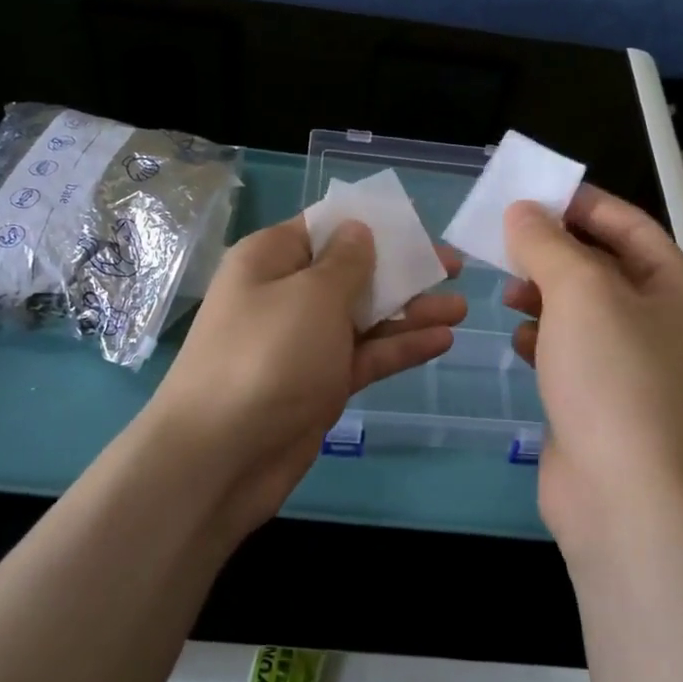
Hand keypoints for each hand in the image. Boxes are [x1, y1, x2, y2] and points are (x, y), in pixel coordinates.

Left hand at [151, 216, 465, 534]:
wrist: (221, 457)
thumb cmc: (268, 356)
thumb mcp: (312, 296)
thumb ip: (346, 262)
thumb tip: (358, 229)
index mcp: (271, 260)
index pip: (324, 228)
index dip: (370, 224)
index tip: (416, 226)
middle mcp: (285, 296)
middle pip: (351, 273)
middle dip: (401, 270)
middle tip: (454, 268)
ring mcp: (303, 344)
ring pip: (364, 318)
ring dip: (410, 312)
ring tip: (460, 307)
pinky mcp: (319, 385)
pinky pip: (364, 356)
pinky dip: (399, 348)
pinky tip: (442, 340)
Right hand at [502, 186, 682, 551]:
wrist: (623, 496)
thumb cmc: (612, 378)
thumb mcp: (579, 292)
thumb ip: (547, 242)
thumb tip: (522, 212)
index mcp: (678, 287)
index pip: (627, 224)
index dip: (579, 203)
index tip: (528, 193)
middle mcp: (663, 322)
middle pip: (603, 266)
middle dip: (553, 251)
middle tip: (504, 241)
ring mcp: (634, 365)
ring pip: (582, 310)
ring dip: (544, 294)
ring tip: (506, 291)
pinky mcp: (603, 400)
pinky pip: (571, 351)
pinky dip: (544, 338)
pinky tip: (519, 339)